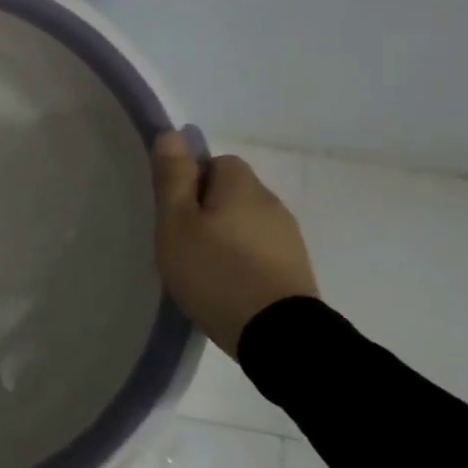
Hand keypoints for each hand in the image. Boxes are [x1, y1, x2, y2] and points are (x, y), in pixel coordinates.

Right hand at [152, 131, 318, 357]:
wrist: (277, 335)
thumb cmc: (216, 271)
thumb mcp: (178, 222)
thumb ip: (173, 177)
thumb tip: (171, 133)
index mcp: (243, 186)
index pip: (217, 162)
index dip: (192, 181)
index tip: (176, 211)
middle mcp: (272, 203)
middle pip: (232, 193)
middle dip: (208, 210)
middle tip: (182, 242)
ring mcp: (288, 238)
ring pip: (246, 223)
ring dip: (226, 237)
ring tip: (202, 268)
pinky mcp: (295, 269)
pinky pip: (260, 251)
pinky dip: (242, 260)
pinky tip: (226, 285)